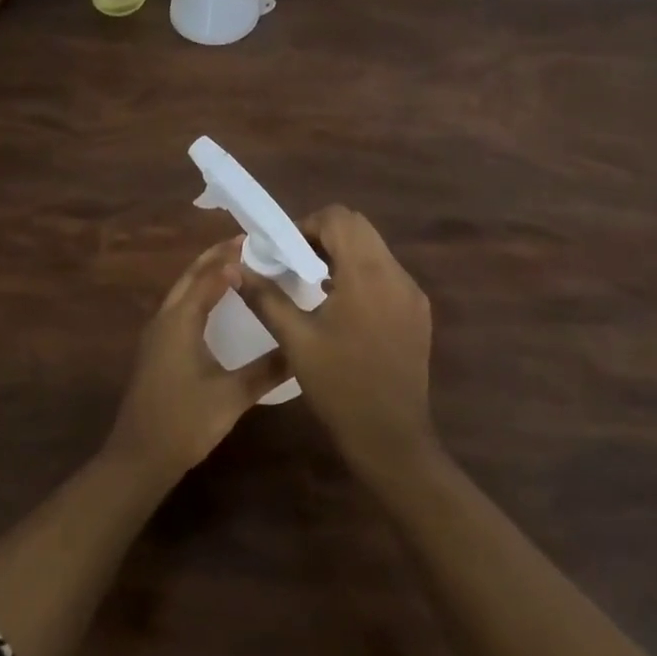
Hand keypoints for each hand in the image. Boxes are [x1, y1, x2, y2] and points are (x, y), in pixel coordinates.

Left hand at [106, 238, 287, 481]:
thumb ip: (267, 370)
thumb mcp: (232, 396)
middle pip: (190, 276)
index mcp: (180, 320)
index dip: (231, 257)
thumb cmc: (184, 422)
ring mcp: (156, 334)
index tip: (258, 243)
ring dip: (205, 274)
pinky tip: (215, 306)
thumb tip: (301, 348)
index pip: (208, 276)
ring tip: (236, 266)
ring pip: (182, 291)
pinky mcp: (156, 349)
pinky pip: (179, 307)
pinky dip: (198, 294)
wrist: (138, 458)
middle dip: (216, 257)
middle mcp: (165, 319)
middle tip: (248, 245)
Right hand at [240, 206, 434, 477]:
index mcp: (366, 274)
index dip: (308, 225)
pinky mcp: (419, 312)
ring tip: (316, 286)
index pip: (339, 218)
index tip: (286, 251)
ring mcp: (412, 293)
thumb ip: (266, 297)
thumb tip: (237, 268)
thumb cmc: (339, 386)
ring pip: (375, 249)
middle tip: (298, 264)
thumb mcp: (295, 340)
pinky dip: (363, 275)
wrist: (391, 437)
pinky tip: (344, 308)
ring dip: (344, 254)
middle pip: (359, 227)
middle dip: (324, 236)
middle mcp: (396, 274)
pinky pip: (388, 274)